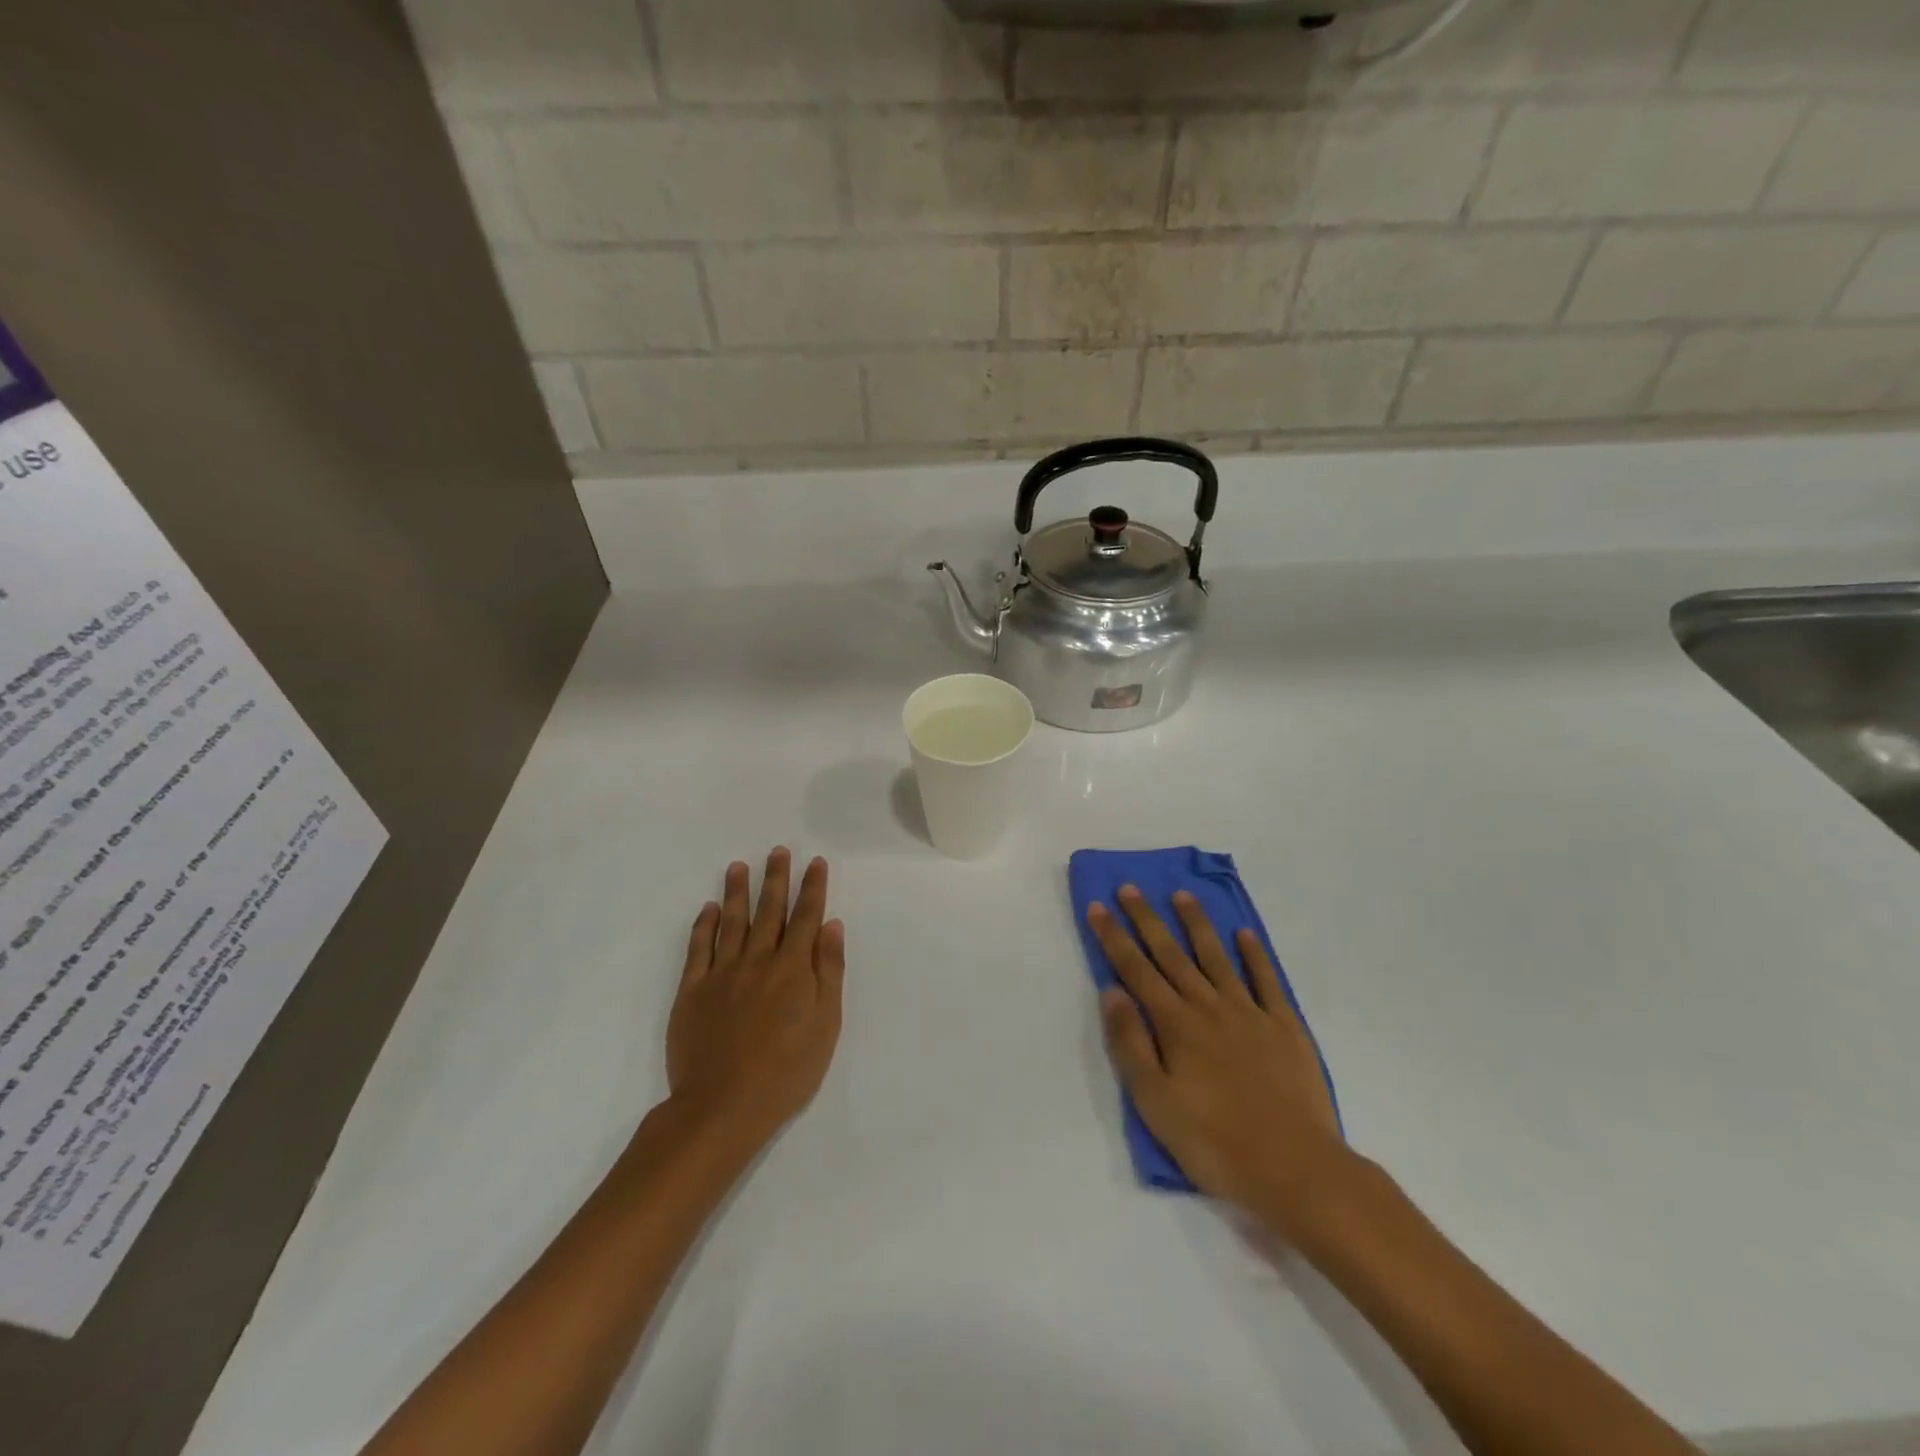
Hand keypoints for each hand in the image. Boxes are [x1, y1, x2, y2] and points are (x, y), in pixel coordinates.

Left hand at [666, 848, 844, 1150]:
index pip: (806, 917)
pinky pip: (698, 949)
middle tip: (778, 851)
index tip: (815, 862)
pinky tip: (709, 909)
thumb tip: (831, 926)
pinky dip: (704, 925)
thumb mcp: (826, 1024)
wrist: (723, 1105)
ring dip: (737, 891)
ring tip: (739, 866)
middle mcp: (758, 960)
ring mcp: (722, 973)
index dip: (812, 888)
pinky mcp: (692, 991)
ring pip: (732, 921)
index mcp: (793, 968)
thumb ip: (829, 971)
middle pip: (770, 911)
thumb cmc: (787, 1070)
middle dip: (776, 879)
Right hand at [1089, 886, 1352, 1232]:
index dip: (1114, 937)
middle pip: (1171, 954)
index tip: (1098, 907)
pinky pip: (1266, 980)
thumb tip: (1111, 991)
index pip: (1136, 970)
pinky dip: (1254, 954)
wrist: (1296, 1169)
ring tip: (1182, 896)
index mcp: (1175, 1025)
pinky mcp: (1285, 1027)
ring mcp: (1249, 1013)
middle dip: (1147, 919)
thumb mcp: (1155, 1101)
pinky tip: (1243, 934)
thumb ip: (1131, 1043)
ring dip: (1197, 924)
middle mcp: (1208, 1007)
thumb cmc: (1214, 1141)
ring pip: (1216, 957)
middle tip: (1130, 888)